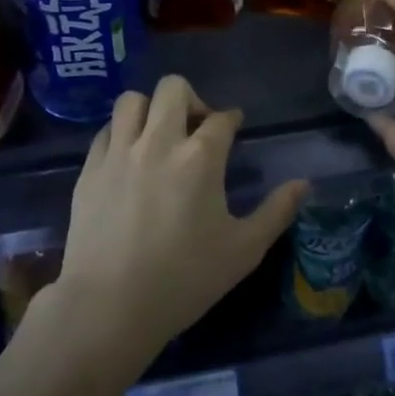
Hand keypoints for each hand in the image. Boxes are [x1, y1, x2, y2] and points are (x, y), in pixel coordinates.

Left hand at [54, 75, 308, 367]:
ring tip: (158, 134)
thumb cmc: (184, 280)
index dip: (232, 119)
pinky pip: (106, 131)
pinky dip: (121, 133)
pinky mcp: (90, 169)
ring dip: (150, 109)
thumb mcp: (243, 251)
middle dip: (191, 99)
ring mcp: (119, 153)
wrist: (109, 307)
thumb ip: (276, 212)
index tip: (234, 127)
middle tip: (195, 128)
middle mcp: (159, 142)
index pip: (221, 118)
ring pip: (132, 100)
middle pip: (173, 88)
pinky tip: (128, 156)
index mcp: (200, 157)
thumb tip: (304, 183)